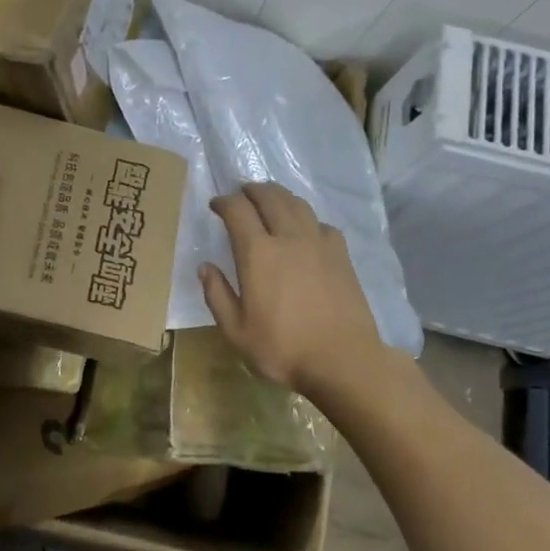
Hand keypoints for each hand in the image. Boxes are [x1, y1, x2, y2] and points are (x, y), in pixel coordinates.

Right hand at [201, 182, 384, 393]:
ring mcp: (318, 243)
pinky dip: (306, 218)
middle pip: (269, 196)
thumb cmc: (283, 349)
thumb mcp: (236, 332)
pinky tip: (304, 229)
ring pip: (297, 204)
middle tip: (241, 194)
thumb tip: (205, 266)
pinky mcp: (341, 254)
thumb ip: (217, 295)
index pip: (237, 210)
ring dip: (279, 195)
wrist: (344, 360)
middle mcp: (288, 237)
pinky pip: (321, 223)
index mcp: (258, 253)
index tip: (216, 205)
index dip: (224, 201)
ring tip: (269, 200)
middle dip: (251, 190)